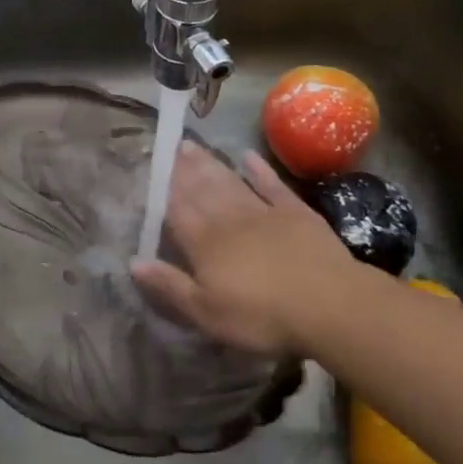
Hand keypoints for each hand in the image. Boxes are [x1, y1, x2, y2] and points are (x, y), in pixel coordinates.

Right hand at [131, 142, 358, 355]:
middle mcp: (228, 220)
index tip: (153, 168)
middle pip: (201, 190)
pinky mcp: (295, 213)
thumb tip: (133, 261)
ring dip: (210, 164)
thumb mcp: (207, 313)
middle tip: (172, 146)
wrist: (329, 305)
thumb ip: (170, 286)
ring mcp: (263, 212)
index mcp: (204, 244)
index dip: (164, 190)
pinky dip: (259, 170)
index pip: (177, 210)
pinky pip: (272, 186)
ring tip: (193, 146)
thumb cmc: (262, 316)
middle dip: (184, 169)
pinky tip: (248, 156)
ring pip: (229, 182)